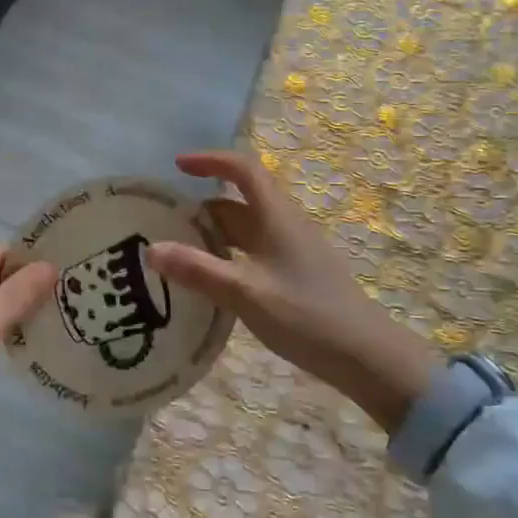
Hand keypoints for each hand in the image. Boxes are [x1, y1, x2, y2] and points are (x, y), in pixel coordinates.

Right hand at [148, 150, 439, 432]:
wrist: (367, 357)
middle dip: (202, 207)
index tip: (177, 166)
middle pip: (238, 202)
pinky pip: (253, 252)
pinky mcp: (295, 274)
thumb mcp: (247, 293)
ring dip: (213, 234)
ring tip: (178, 253)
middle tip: (164, 223)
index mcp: (276, 217)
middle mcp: (284, 225)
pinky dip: (227, 256)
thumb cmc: (307, 316)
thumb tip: (151, 249)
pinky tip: (212, 281)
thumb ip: (199, 271)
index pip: (243, 169)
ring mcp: (292, 251)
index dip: (210, 160)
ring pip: (245, 229)